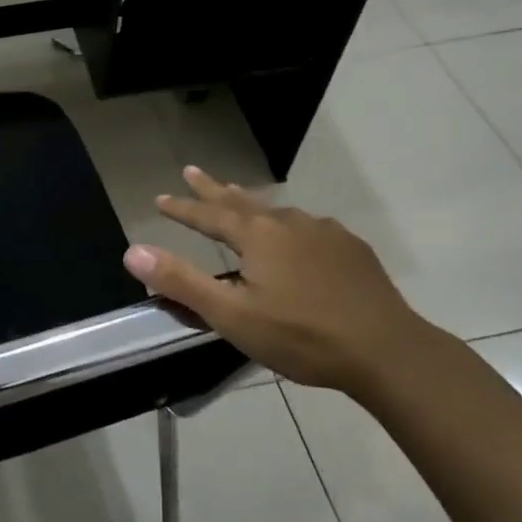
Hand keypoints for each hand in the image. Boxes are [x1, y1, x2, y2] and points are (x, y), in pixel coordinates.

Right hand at [122, 166, 439, 393]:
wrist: (387, 351)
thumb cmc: (302, 336)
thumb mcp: (232, 315)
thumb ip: (182, 282)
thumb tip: (133, 251)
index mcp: (257, 236)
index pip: (208, 215)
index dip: (182, 208)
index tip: (159, 198)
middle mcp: (289, 223)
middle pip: (241, 200)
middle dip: (212, 189)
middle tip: (192, 171)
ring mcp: (325, 233)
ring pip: (277, 211)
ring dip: (251, 203)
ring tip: (239, 199)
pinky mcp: (351, 249)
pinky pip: (308, 227)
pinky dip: (288, 224)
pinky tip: (296, 236)